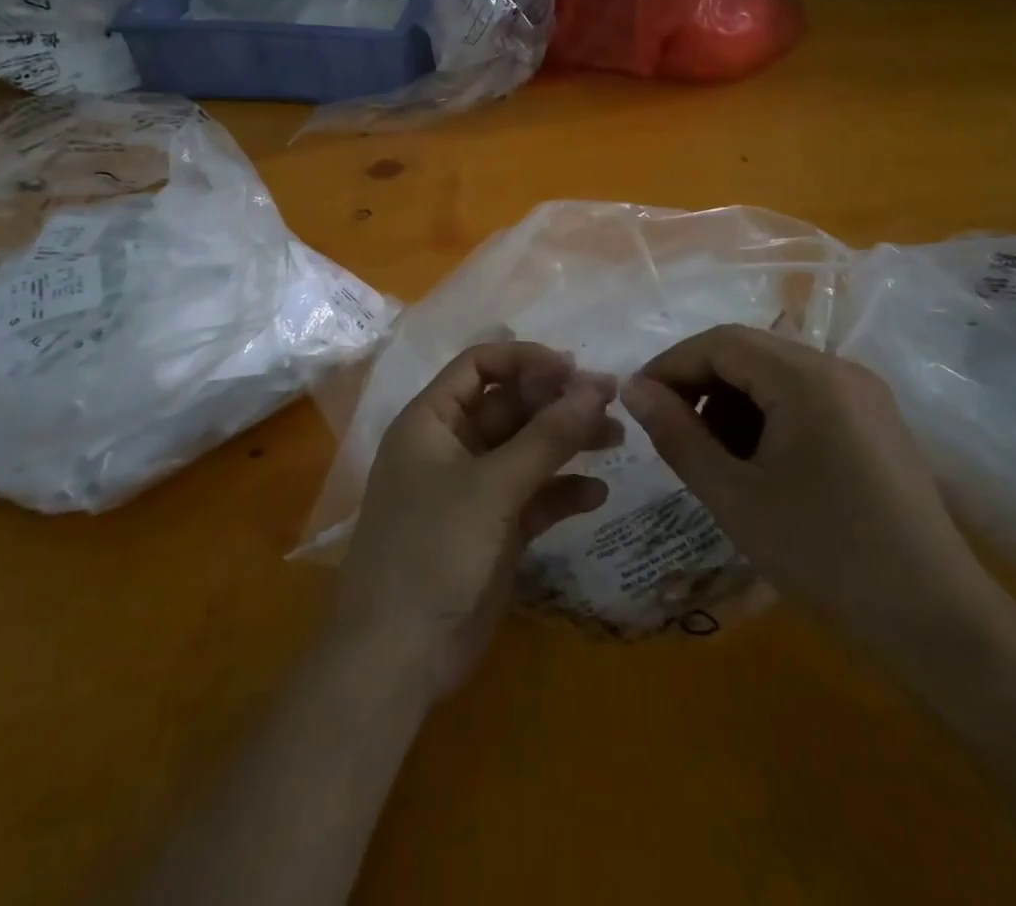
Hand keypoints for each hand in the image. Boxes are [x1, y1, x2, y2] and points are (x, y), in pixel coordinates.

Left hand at [332, 342, 620, 699]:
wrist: (400, 657)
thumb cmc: (433, 550)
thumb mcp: (492, 486)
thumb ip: (546, 437)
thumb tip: (595, 386)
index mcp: (432, 421)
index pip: (479, 365)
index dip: (524, 360)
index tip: (573, 368)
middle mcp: (452, 446)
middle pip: (509, 405)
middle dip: (556, 401)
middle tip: (610, 400)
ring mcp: (474, 489)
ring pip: (526, 449)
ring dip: (567, 441)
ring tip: (615, 437)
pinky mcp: (495, 528)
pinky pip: (534, 495)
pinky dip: (563, 490)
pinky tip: (597, 494)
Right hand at [620, 325, 1006, 669]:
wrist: (939, 626)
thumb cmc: (825, 557)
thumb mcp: (734, 496)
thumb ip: (676, 434)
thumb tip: (632, 388)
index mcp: (807, 377)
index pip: (720, 342)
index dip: (671, 366)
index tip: (637, 404)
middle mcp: (839, 369)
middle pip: (749, 353)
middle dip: (700, 385)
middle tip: (670, 433)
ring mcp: (864, 395)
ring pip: (775, 375)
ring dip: (732, 403)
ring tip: (713, 458)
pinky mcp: (876, 424)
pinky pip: (805, 399)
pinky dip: (767, 418)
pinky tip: (758, 466)